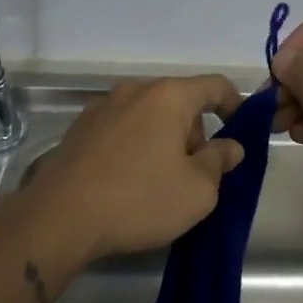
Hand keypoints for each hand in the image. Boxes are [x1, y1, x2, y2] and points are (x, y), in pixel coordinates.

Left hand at [23, 75, 244, 265]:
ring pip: (148, 115)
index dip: (236, 105)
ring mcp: (103, 106)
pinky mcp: (79, 128)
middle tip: (197, 174)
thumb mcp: (197, 191)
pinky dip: (135, 145)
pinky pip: (122, 128)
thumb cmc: (140, 199)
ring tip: (160, 181)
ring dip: (164, 139)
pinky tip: (128, 181)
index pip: (215, 85)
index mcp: (169, 96)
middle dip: (195, 132)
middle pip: (180, 101)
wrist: (60, 217)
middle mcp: (135, 90)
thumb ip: (219, 162)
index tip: (242, 132)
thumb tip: (231, 146)